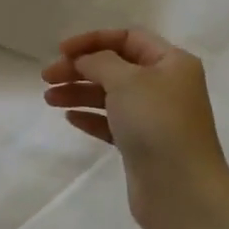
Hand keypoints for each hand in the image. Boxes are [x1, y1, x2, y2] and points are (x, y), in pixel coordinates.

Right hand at [42, 29, 228, 228]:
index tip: (61, 51)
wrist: (181, 189)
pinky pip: (111, 122)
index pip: (128, 38)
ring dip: (78, 92)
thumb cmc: (156, 123)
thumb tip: (85, 60)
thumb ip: (99, 62)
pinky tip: (70, 118)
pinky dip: (90, 116)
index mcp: (171, 63)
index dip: (92, 40)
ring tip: (49, 99)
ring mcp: (153, 117)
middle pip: (115, 66)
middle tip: (47, 78)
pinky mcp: (142, 144)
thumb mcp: (126, 80)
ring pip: (109, 95)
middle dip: (79, 68)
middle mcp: (165, 86)